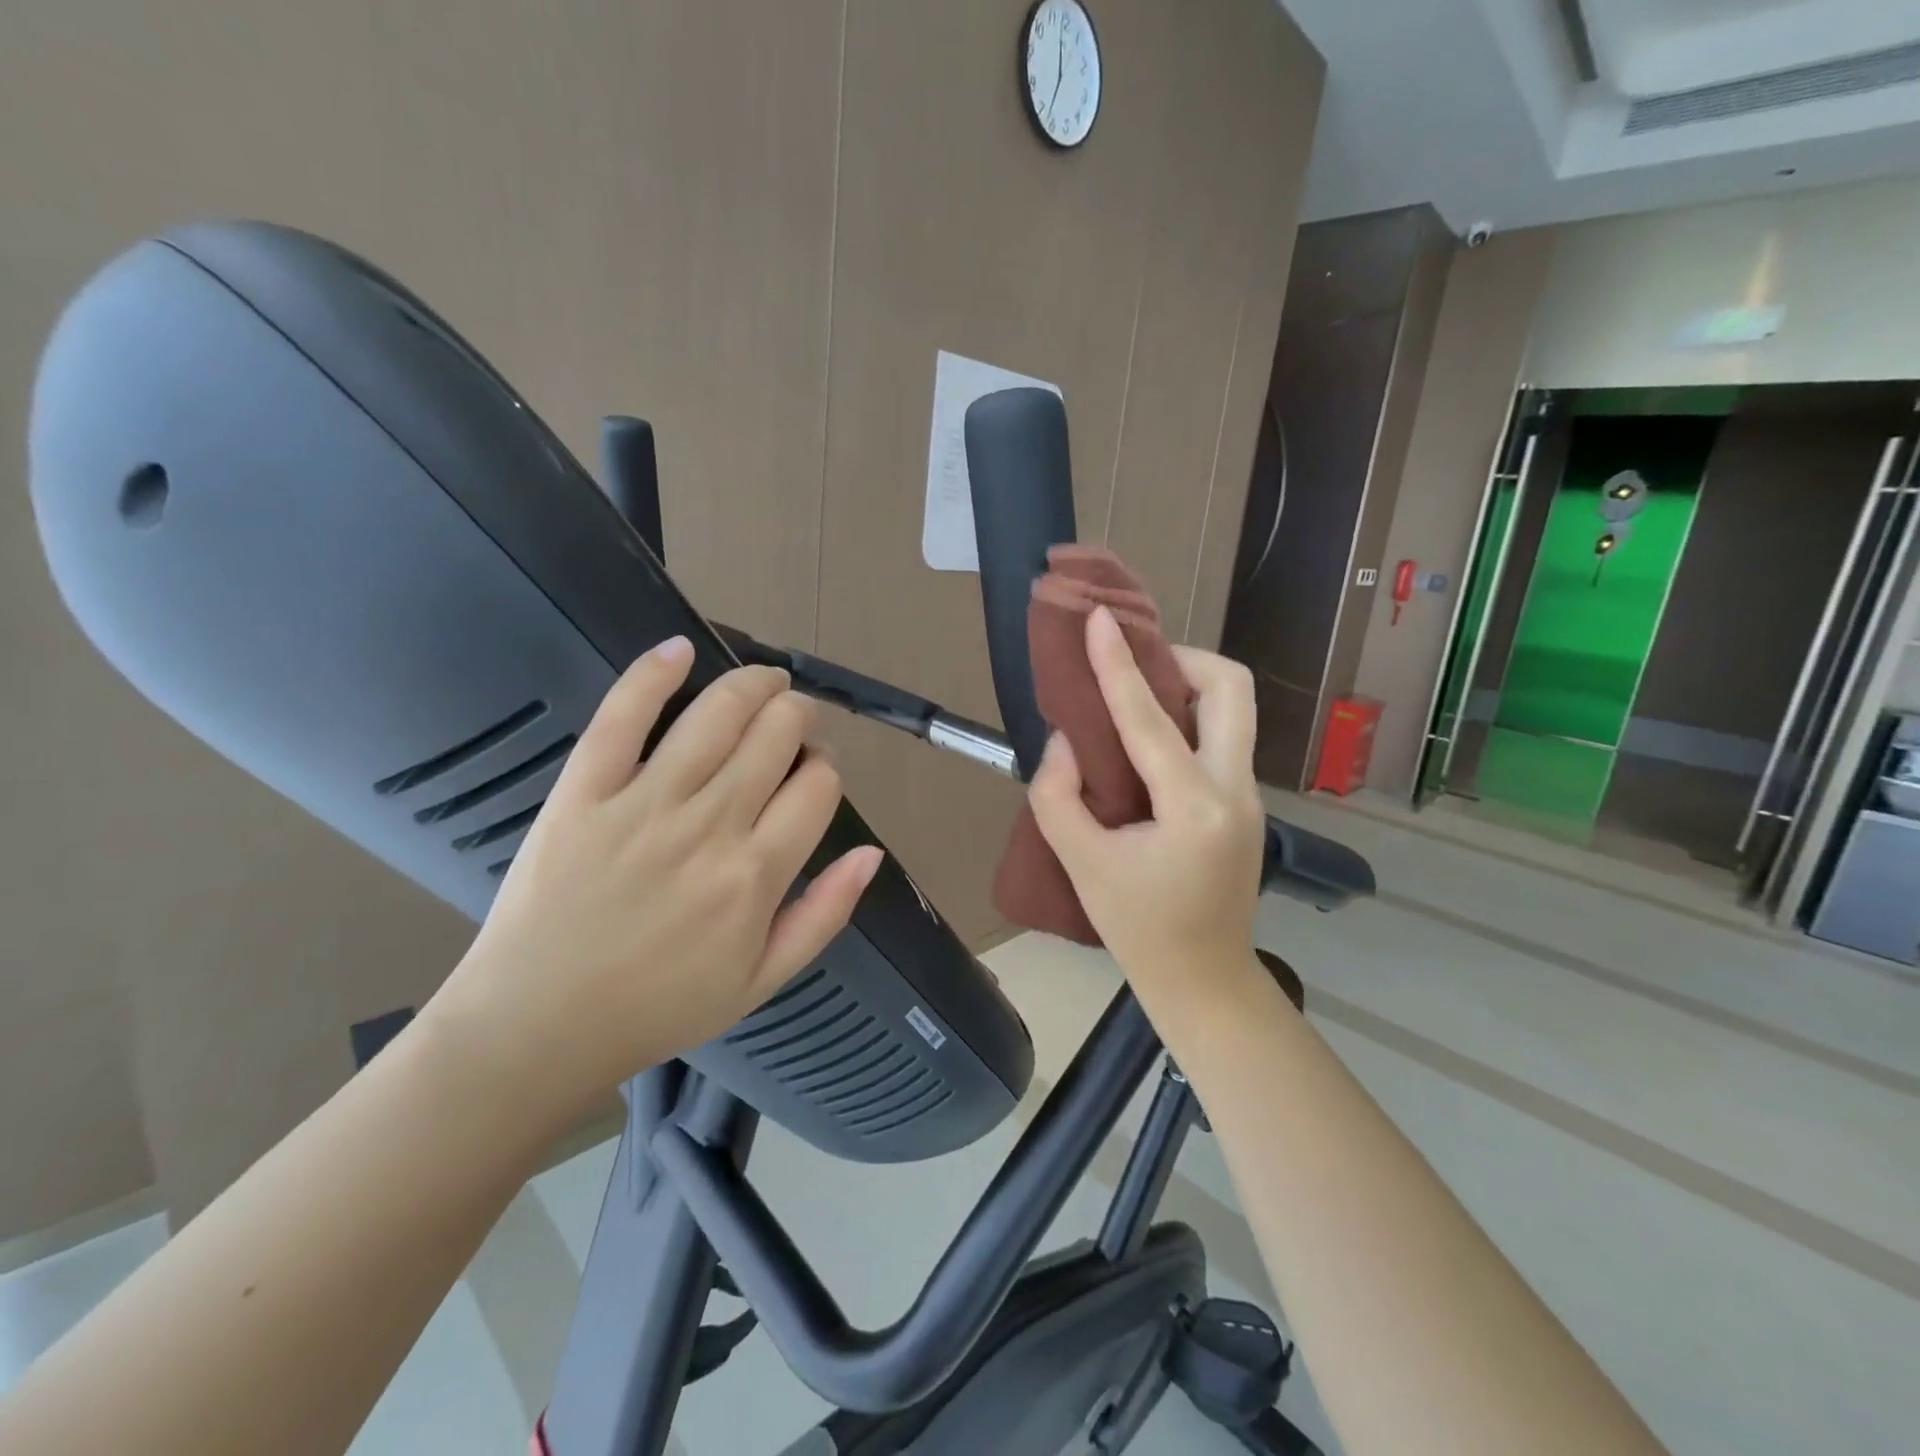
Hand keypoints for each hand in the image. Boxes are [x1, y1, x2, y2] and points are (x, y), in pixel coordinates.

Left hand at [428, 637, 882, 1126]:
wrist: (537, 1028)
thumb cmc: (659, 1007)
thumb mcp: (762, 981)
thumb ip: (824, 914)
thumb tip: (871, 853)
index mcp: (757, 874)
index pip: (818, 785)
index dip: (826, 767)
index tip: (813, 774)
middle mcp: (710, 826)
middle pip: (777, 735)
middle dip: (799, 716)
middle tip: (794, 721)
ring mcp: (644, 803)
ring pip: (716, 714)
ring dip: (754, 684)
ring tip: (766, 681)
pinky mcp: (583, 791)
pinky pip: (622, 717)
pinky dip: (653, 674)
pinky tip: (680, 649)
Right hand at [1028, 608, 1266, 1016]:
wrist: (1203, 979)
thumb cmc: (1138, 928)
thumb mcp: (1080, 863)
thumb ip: (1058, 794)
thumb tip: (1068, 740)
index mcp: (1194, 806)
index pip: (1150, 718)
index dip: (1118, 663)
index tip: (1100, 619)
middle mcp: (1235, 790)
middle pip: (1232, 688)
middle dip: (1183, 659)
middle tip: (1135, 666)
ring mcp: (1249, 796)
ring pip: (1234, 710)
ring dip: (1187, 688)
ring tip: (1137, 698)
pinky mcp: (1245, 804)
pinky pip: (1223, 738)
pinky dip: (1188, 720)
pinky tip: (1149, 741)